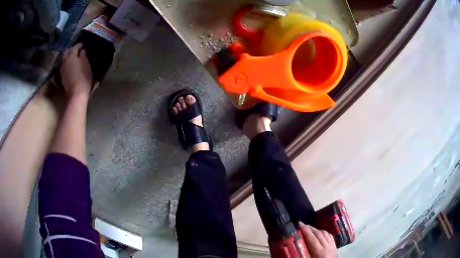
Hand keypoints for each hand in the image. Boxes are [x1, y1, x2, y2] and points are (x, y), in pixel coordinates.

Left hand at [60, 43, 92, 97]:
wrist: (76, 93)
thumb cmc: (83, 77)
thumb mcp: (86, 64)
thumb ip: (83, 56)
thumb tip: (82, 51)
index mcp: (71, 56)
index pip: (75, 47)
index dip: (79, 45)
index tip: (82, 45)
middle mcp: (64, 60)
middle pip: (67, 52)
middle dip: (71, 50)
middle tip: (77, 50)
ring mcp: (62, 69)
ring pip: (64, 59)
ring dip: (68, 56)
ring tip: (73, 57)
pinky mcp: (61, 76)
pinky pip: (63, 65)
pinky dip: (66, 63)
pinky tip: (70, 64)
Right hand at [299, 222, 336, 257]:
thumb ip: (302, 255)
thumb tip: (294, 248)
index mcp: (319, 252)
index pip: (311, 237)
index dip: (305, 229)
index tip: (299, 223)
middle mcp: (327, 246)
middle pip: (318, 233)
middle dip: (310, 228)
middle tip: (302, 225)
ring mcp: (332, 246)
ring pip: (325, 233)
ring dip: (317, 229)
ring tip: (310, 229)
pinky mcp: (335, 247)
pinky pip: (330, 236)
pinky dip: (324, 233)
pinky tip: (320, 233)